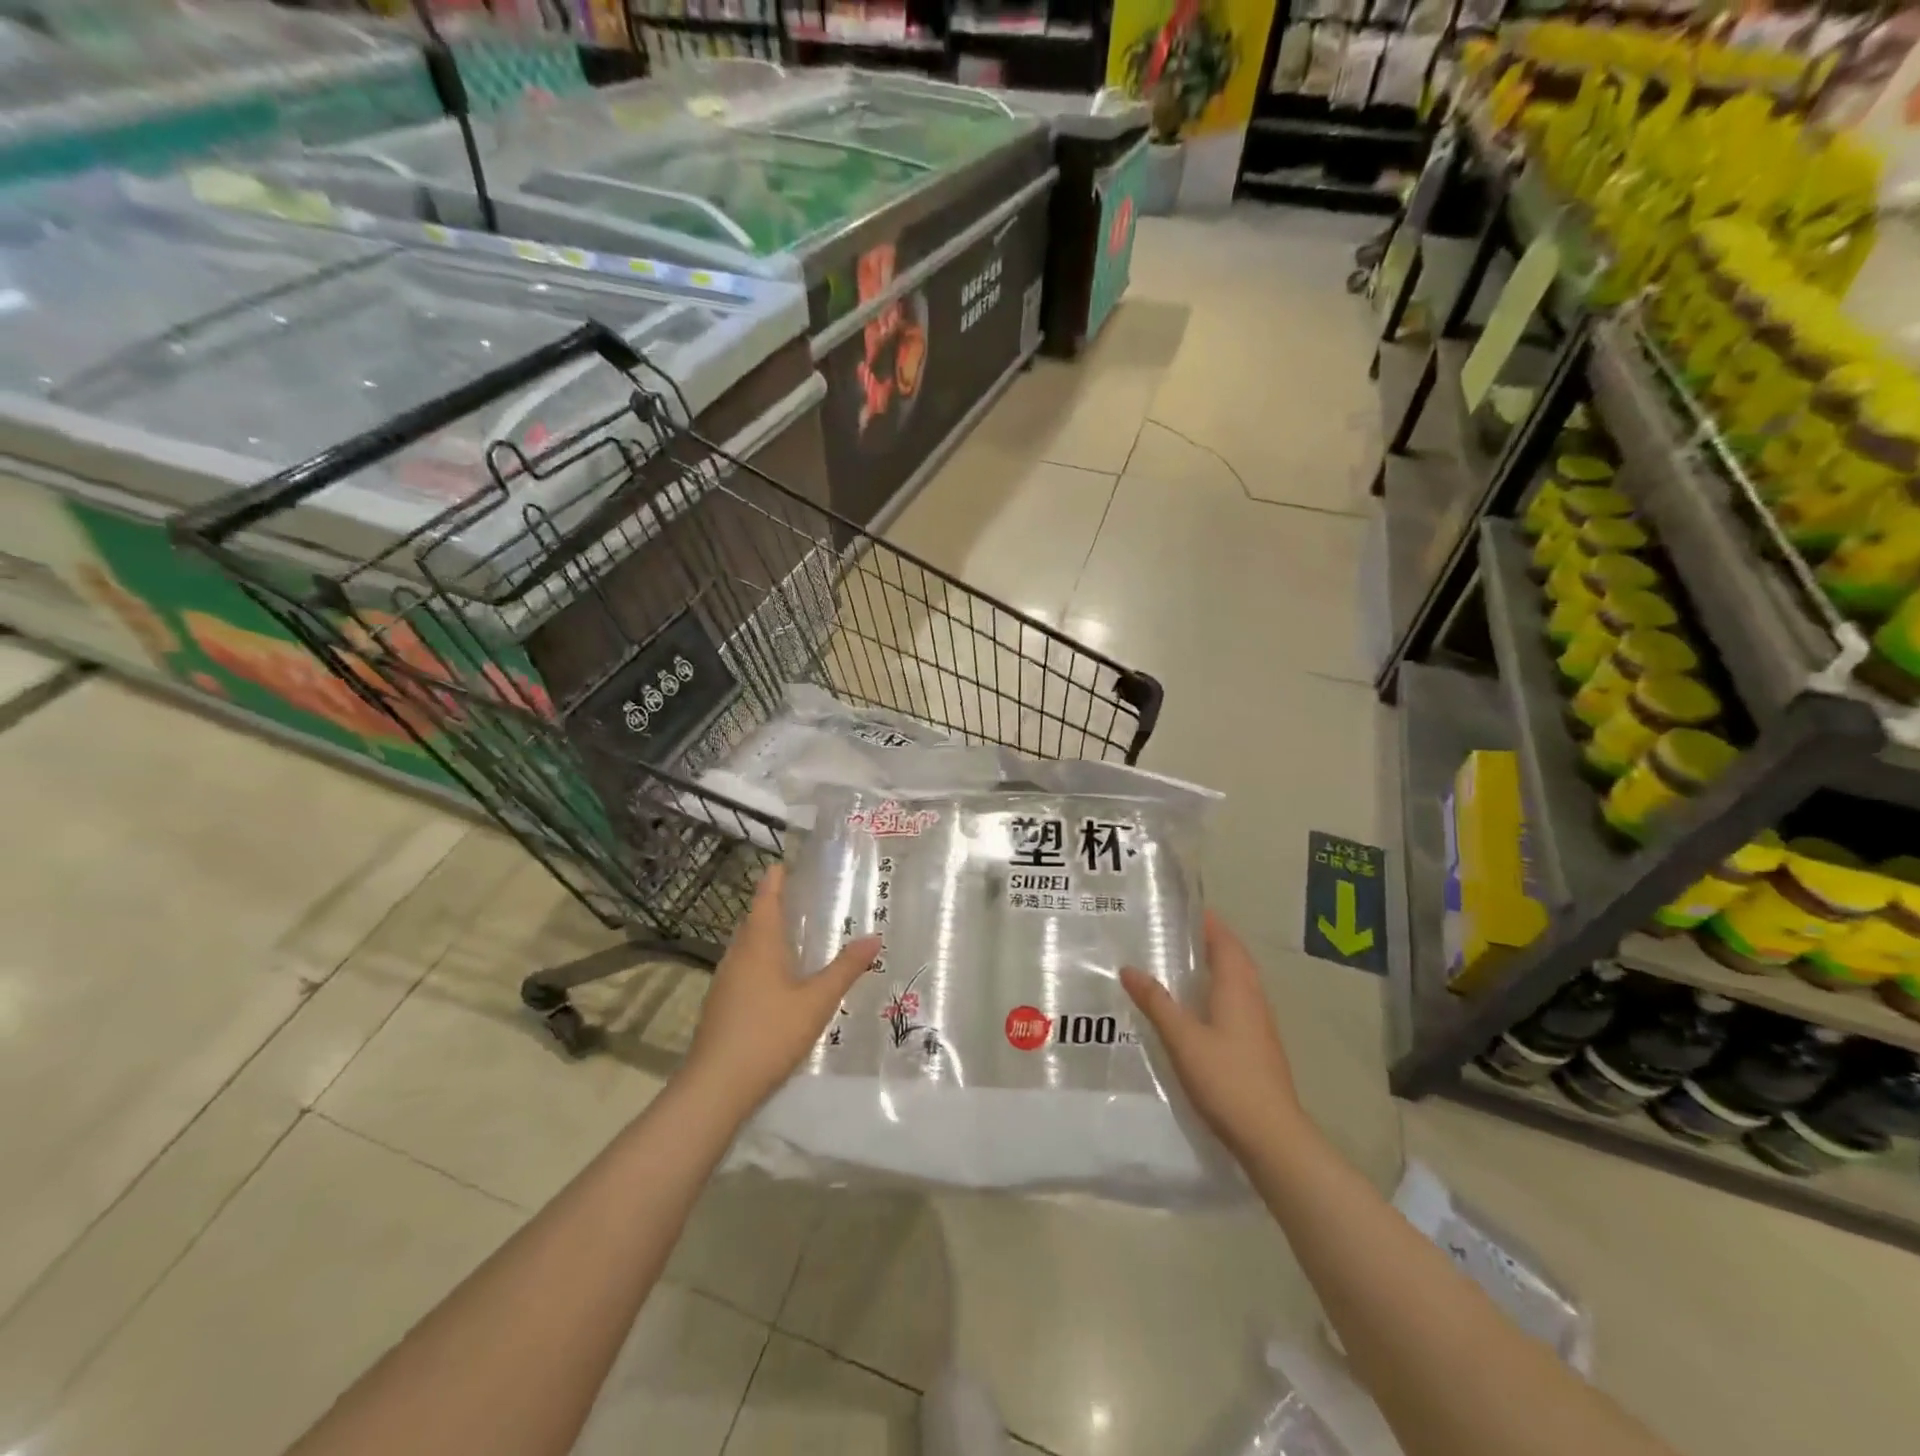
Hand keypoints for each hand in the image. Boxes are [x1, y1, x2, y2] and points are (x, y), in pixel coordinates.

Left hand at [685, 864, 880, 1117]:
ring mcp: (724, 981)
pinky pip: (743, 968)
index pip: (765, 898)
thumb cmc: (769, 1033)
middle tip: (802, 898)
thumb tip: (874, 938)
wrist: (716, 1087)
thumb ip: (845, 969)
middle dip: (773, 905)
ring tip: (795, 935)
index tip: (785, 864)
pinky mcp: (720, 1005)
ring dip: (767, 934)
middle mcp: (737, 955)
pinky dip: (761, 960)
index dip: (775, 879)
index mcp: (759, 943)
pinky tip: (778, 980)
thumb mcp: (817, 1001)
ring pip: (747, 946)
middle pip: (754, 920)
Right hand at [1121, 912, 1303, 1159]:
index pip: (1225, 942)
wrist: (1272, 1137)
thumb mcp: (1183, 1039)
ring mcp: (1260, 1025)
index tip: (1181, 909)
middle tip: (1175, 932)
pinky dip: (1218, 991)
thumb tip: (1129, 968)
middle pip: (1234, 958)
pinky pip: (1237, 1003)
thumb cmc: (1227, 1079)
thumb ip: (1156, 1002)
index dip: (1207, 922)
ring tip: (1181, 963)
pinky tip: (1197, 1007)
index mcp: (1237, 988)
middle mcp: (1253, 999)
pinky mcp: (1258, 1047)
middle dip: (1210, 941)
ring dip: (1215, 966)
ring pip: (1238, 982)